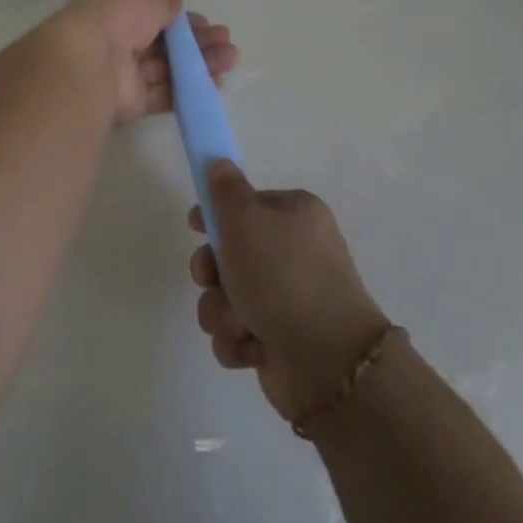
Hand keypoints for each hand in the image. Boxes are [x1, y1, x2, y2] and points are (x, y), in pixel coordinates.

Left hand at [47, 0, 237, 126]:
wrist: (90, 62)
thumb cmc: (116, 15)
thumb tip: (172, 0)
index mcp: (115, 9)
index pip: (152, 12)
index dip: (180, 16)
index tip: (205, 21)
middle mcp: (118, 40)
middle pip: (164, 42)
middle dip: (197, 40)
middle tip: (225, 40)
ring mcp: (124, 74)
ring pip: (169, 68)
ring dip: (201, 62)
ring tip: (230, 59)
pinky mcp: (131, 103)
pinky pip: (165, 94)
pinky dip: (190, 89)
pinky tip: (216, 83)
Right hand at [188, 162, 388, 421]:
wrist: (326, 360)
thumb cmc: (282, 276)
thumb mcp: (246, 220)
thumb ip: (225, 190)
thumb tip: (219, 162)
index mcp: (296, 215)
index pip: (247, 204)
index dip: (216, 215)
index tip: (196, 226)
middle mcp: (295, 253)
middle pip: (231, 253)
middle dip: (213, 272)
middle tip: (210, 279)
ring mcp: (289, 298)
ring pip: (228, 296)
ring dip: (222, 311)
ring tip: (239, 322)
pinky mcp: (280, 339)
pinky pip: (238, 332)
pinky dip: (238, 340)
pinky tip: (252, 346)